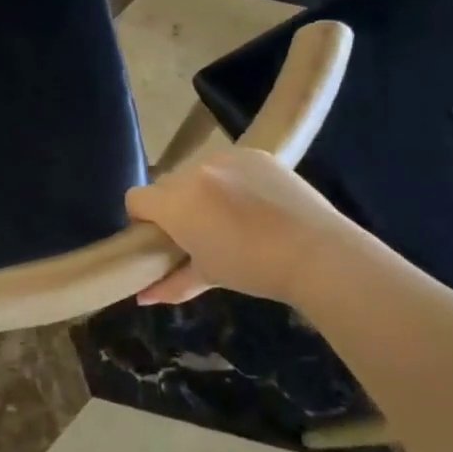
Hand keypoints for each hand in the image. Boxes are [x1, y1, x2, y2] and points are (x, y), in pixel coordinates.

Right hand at [125, 149, 353, 307]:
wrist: (317, 253)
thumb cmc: (254, 270)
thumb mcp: (208, 276)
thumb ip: (169, 284)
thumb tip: (142, 298)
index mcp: (175, 204)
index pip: (135, 198)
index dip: (142, 218)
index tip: (161, 238)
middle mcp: (193, 173)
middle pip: (166, 185)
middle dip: (174, 206)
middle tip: (198, 231)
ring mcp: (226, 158)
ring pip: (197, 172)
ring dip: (203, 191)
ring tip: (232, 217)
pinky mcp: (255, 153)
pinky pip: (229, 164)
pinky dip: (233, 180)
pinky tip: (255, 203)